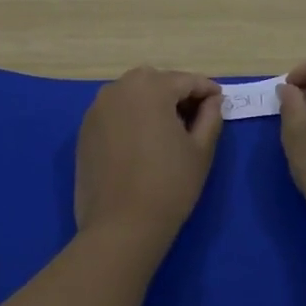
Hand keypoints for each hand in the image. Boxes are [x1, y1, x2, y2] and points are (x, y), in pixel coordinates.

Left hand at [74, 68, 223, 248]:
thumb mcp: (201, 150)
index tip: (220, 101)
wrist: (121, 225)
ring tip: (169, 129)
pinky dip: (131, 117)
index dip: (207, 90)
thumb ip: (210, 117)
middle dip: (176, 92)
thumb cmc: (169, 185)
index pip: (185, 80)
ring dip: (152, 103)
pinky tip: (142, 141)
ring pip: (131, 94)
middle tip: (195, 115)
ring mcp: (96, 110)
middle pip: (155, 81)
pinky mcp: (84, 131)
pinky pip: (114, 112)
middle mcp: (118, 89)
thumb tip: (213, 100)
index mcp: (150, 88)